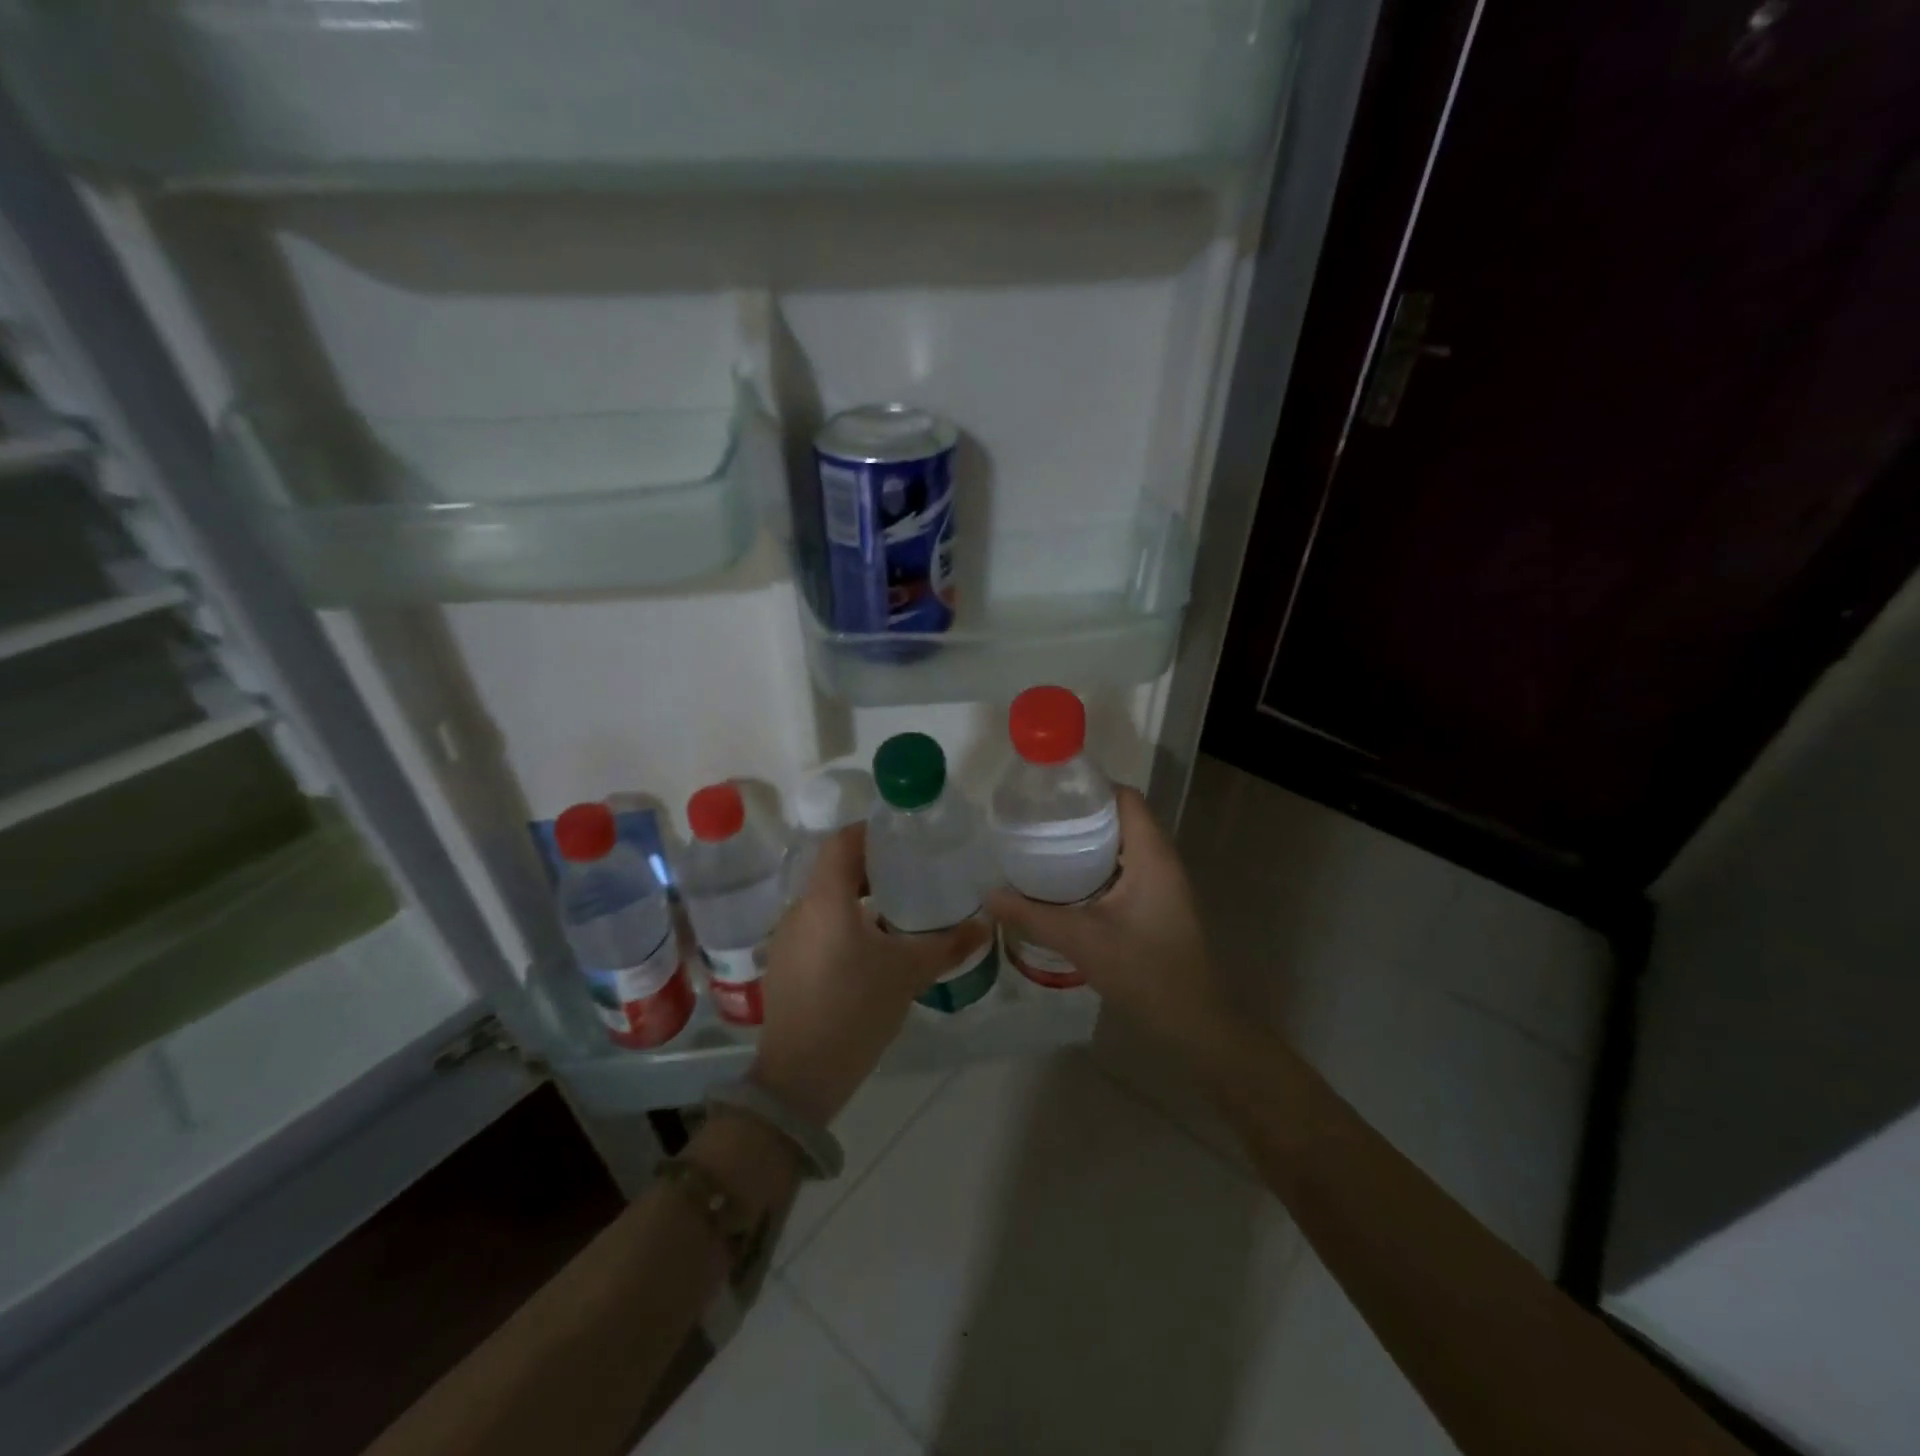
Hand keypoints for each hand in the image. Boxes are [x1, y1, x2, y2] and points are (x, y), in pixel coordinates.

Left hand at [752, 822, 988, 1123]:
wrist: (801, 1075)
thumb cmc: (855, 1009)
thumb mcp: (908, 973)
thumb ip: (948, 945)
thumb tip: (986, 925)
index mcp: (825, 899)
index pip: (842, 842)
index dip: (871, 832)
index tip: (903, 837)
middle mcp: (800, 910)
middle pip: (833, 869)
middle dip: (871, 866)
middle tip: (910, 871)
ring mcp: (787, 938)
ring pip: (824, 899)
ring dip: (856, 896)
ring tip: (895, 907)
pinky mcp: (784, 963)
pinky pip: (815, 925)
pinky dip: (842, 921)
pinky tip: (869, 945)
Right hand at [987, 787, 1227, 1049]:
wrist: (1194, 1024)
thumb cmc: (1145, 972)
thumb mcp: (1082, 940)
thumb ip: (1032, 915)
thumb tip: (987, 894)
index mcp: (1152, 855)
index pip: (1125, 797)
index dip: (1090, 786)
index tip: (1049, 791)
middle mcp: (1162, 860)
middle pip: (1122, 817)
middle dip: (1081, 813)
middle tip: (1037, 818)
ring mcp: (1164, 884)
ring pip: (1124, 844)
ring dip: (1090, 840)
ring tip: (1044, 843)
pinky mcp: (1159, 904)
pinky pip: (1127, 868)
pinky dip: (1099, 864)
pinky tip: (1066, 881)